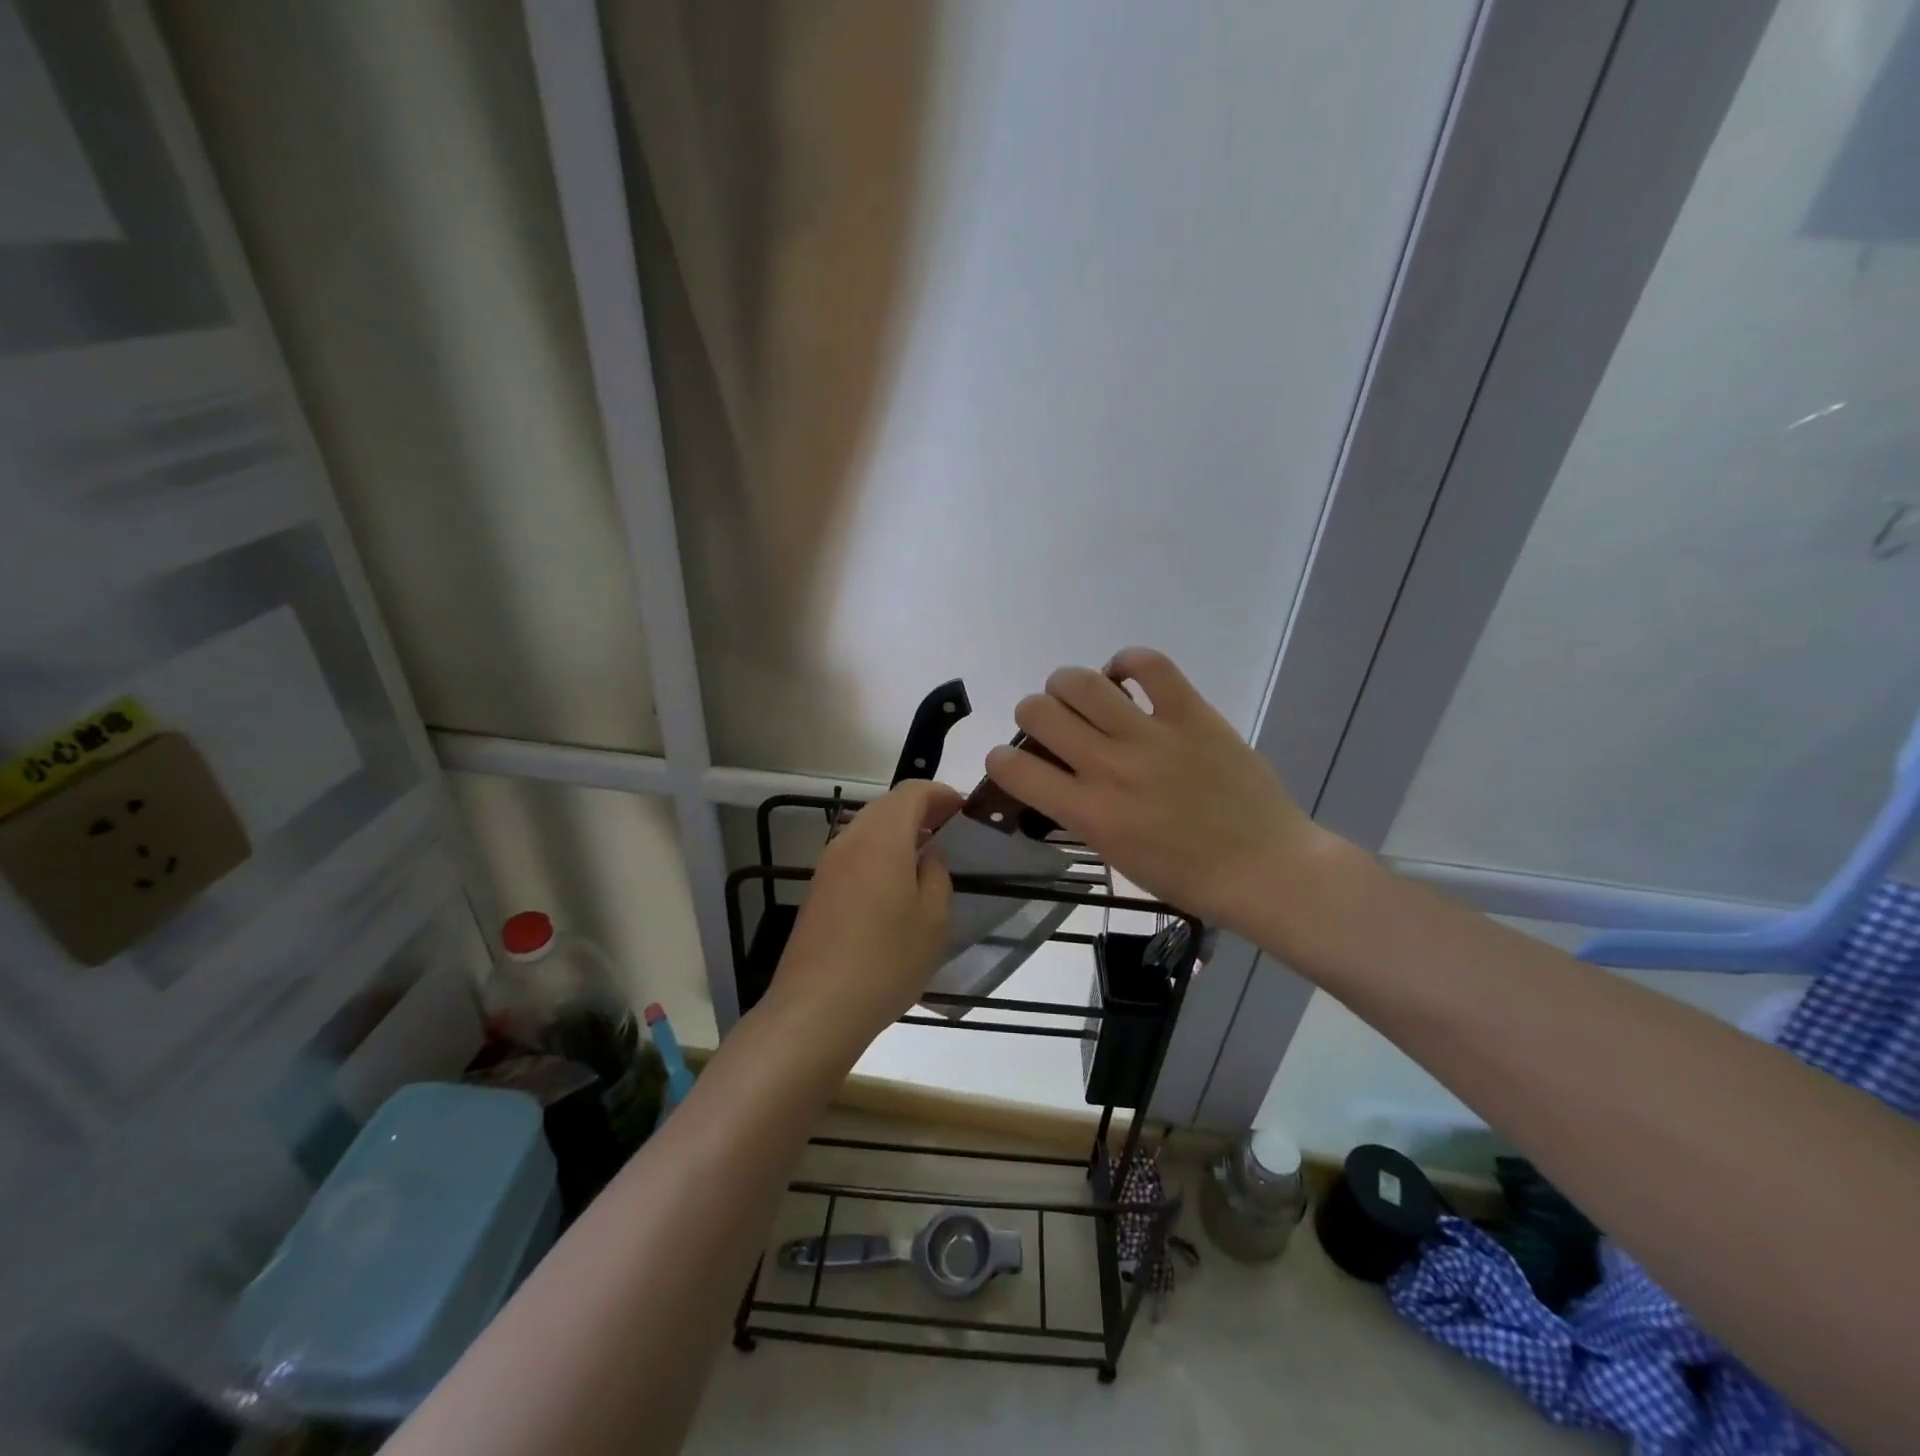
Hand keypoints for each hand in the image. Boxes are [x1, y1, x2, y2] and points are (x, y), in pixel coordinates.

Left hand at [768, 779, 963, 1048]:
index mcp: (882, 837)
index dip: (941, 794)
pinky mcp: (818, 889)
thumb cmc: (887, 960)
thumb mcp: (933, 919)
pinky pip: (854, 853)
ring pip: (868, 828)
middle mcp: (850, 839)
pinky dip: (879, 853)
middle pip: (887, 806)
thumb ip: (936, 873)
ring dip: (898, 832)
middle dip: (920, 810)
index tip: (965, 811)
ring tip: (926, 858)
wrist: (817, 1008)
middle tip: (950, 831)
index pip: (913, 791)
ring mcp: (828, 864)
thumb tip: (928, 852)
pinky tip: (895, 886)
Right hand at [985, 648, 1327, 939]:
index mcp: (1088, 812)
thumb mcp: (1116, 856)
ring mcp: (1151, 735)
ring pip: (1080, 681)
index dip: (999, 760)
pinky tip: (1126, 677)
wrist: (1265, 868)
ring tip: (1083, 698)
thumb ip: (1079, 815)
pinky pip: (1149, 664)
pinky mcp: (1191, 713)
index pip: (1012, 768)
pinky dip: (1127, 663)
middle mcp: (1109, 766)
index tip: (1012, 763)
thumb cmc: (1187, 877)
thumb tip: (1057, 781)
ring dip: (1068, 686)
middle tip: (1054, 728)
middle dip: (1033, 716)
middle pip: (1037, 711)